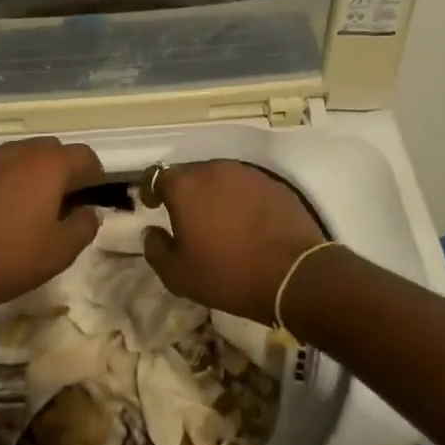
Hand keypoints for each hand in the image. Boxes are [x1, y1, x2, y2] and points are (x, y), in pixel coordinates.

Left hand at [0, 137, 104, 326]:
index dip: (93, 172)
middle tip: (61, 199)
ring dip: (29, 172)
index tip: (92, 193)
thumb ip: (84, 226)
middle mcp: (16, 152)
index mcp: (46, 166)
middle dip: (61, 168)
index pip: (83, 155)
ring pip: (17, 155)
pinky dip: (0, 180)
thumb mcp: (59, 253)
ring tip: (26, 204)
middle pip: (50, 149)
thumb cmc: (7, 260)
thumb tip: (90, 211)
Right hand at [143, 160, 325, 324]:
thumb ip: (155, 249)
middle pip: (190, 174)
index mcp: (185, 186)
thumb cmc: (228, 274)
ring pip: (219, 178)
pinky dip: (239, 198)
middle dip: (184, 192)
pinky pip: (245, 186)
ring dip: (213, 193)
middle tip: (187, 218)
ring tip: (218, 219)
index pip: (157, 176)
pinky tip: (245, 221)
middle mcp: (213, 169)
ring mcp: (246, 173)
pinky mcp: (272, 183)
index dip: (151, 190)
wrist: (293, 275)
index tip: (153, 206)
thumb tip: (152, 232)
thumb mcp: (179, 275)